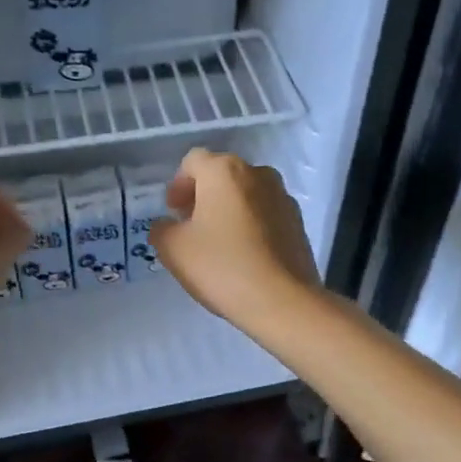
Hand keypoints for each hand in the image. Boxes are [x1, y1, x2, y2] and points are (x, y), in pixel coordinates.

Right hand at [150, 148, 321, 327]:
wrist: (282, 300)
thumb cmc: (222, 266)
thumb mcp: (174, 249)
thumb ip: (162, 229)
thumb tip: (168, 226)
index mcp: (224, 171)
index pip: (193, 162)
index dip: (178, 185)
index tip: (173, 212)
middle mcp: (258, 174)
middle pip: (222, 175)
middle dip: (203, 196)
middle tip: (191, 226)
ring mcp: (283, 197)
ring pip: (247, 194)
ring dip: (229, 209)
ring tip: (219, 242)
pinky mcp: (298, 223)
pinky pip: (266, 214)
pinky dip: (251, 225)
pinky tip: (244, 254)